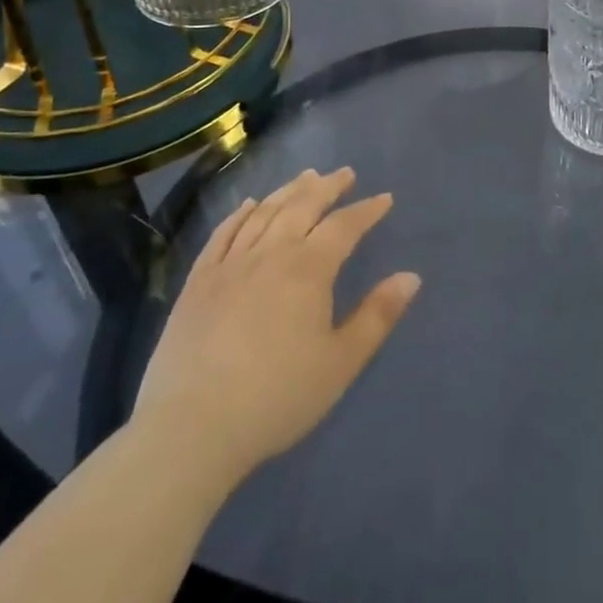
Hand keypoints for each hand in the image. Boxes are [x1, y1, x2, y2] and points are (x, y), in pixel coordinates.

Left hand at [132, 167, 420, 486]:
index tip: (384, 198)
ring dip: (288, 191)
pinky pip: (222, 234)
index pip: (344, 226)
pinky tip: (248, 205)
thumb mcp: (341, 362)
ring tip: (305, 177)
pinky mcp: (198, 283)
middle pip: (302, 206)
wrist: (191, 429)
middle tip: (344, 173)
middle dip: (327, 187)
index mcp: (308, 270)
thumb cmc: (277, 397)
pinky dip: (239, 214)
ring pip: (263, 213)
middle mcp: (270, 254)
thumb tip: (411, 276)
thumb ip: (377, 315)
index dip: (367, 210)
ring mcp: (229, 265)